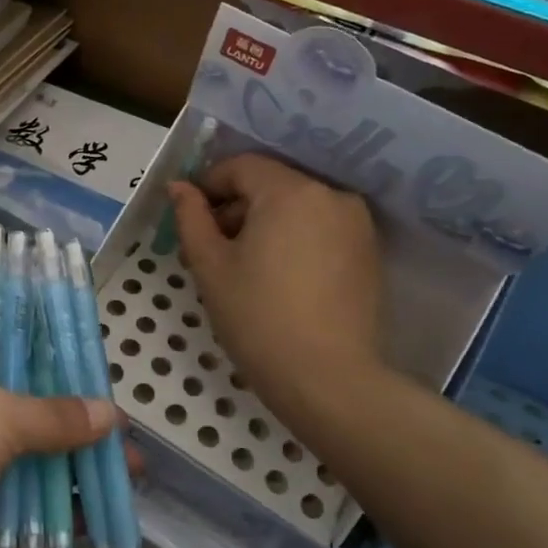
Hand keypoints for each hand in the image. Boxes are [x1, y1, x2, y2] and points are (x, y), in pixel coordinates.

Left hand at [0, 320, 115, 547]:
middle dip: (77, 419)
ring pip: (26, 458)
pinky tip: (93, 520)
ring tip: (126, 479)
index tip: (96, 360)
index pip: (9, 335)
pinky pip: (15, 507)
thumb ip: (54, 416)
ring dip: (70, 470)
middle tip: (125, 434)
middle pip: (28, 403)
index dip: (51, 345)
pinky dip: (49, 513)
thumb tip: (112, 414)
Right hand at [169, 153, 385, 420]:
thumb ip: (191, 217)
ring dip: (265, 223)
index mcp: (290, 191)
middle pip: (271, 184)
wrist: (327, 380)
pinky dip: (293, 238)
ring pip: (297, 206)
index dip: (208, 185)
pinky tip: (277, 277)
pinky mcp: (368, 253)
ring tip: (242, 266)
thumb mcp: (210, 265)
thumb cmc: (258, 317)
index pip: (241, 166)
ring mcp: (356, 224)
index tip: (190, 217)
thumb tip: (179, 186)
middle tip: (210, 247)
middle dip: (236, 206)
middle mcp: (331, 195)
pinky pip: (320, 228)